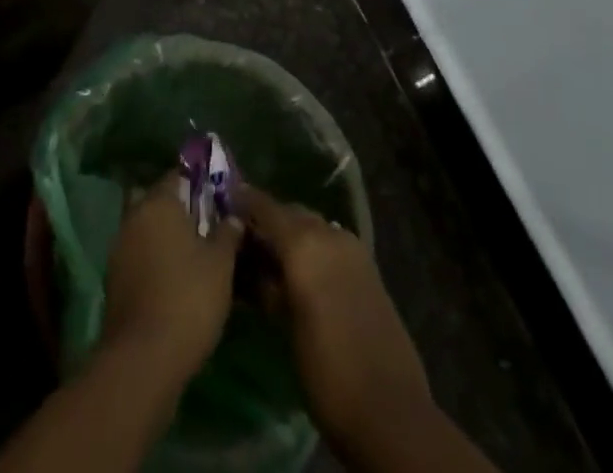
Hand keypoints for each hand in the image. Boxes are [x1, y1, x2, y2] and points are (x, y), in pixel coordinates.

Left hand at [102, 174, 245, 385]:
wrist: (143, 359)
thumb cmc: (188, 297)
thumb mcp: (221, 263)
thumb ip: (228, 232)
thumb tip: (233, 216)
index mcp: (159, 202)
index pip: (179, 175)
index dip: (199, 183)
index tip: (218, 198)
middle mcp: (134, 216)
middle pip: (158, 201)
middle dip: (178, 210)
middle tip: (205, 227)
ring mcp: (119, 249)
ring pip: (146, 230)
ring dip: (165, 237)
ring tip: (193, 257)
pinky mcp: (114, 280)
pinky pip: (138, 256)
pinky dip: (154, 261)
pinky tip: (175, 281)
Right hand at [240, 185, 431, 449]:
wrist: (389, 409)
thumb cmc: (326, 371)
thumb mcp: (285, 326)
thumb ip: (266, 284)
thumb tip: (249, 261)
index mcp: (304, 242)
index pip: (265, 207)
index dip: (242, 202)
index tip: (222, 203)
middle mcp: (329, 233)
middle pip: (290, 212)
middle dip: (267, 220)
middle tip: (243, 240)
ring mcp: (352, 247)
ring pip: (311, 225)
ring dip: (290, 233)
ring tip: (268, 259)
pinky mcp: (367, 265)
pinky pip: (330, 241)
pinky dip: (312, 247)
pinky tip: (299, 272)